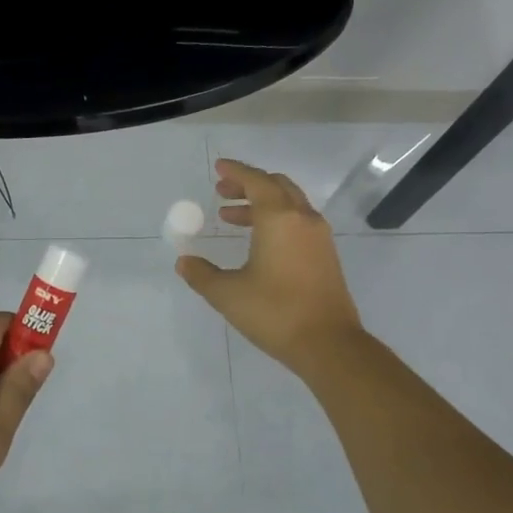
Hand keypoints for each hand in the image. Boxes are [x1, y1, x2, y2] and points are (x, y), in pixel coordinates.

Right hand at [177, 158, 363, 373]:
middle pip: (276, 186)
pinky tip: (258, 242)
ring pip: (289, 204)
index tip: (219, 168)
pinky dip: (276, 220)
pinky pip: (298, 222)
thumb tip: (184, 262)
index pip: (256, 182)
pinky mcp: (325, 256)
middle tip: (222, 192)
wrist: (328, 344)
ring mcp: (319, 237)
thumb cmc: (274, 312)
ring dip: (261, 204)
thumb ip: (202, 274)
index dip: (236, 172)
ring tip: (231, 218)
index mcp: (279, 218)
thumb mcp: (228, 294)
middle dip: (248, 185)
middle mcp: (302, 219)